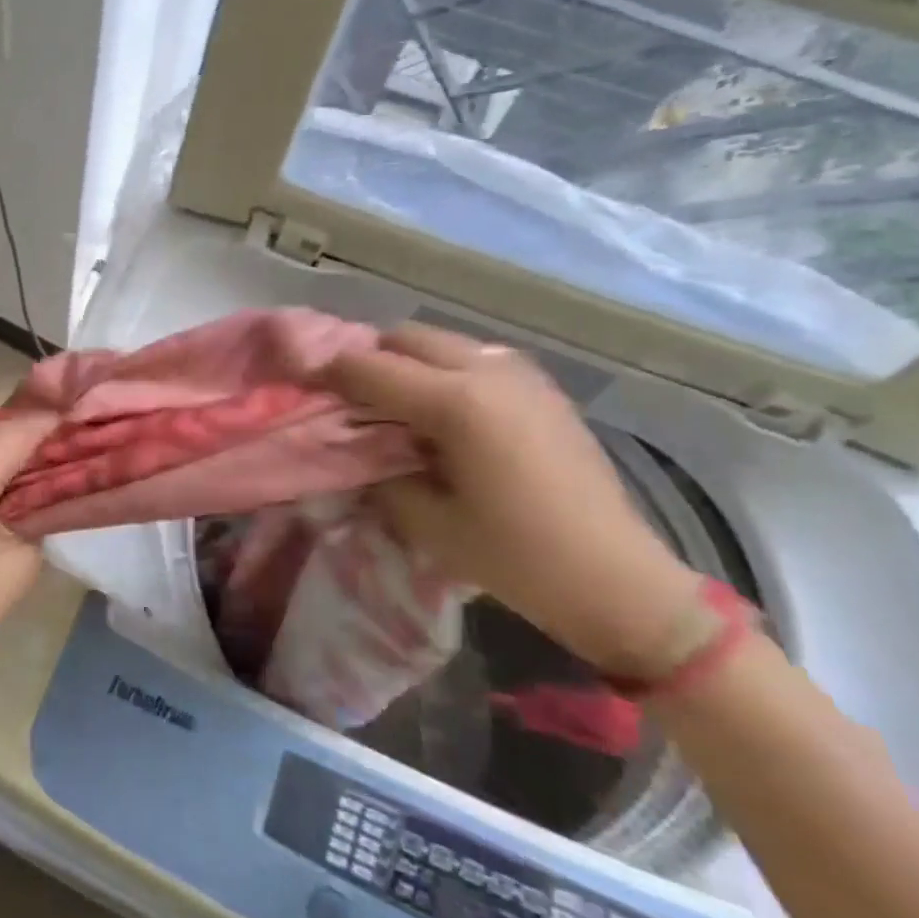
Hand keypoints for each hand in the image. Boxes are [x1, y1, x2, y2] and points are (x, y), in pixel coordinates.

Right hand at [324, 324, 701, 674]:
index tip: (301, 382)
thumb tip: (355, 447)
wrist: (617, 580)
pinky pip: (475, 359)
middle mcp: (489, 371)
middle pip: (406, 337)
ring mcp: (522, 375)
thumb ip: (379, 471)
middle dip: (368, 359)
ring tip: (392, 404)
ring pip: (442, 342)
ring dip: (407, 362)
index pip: (371, 367)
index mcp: (457, 403)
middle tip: (346, 396)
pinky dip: (443, 371)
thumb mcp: (426, 521)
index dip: (328, 371)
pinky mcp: (542, 389)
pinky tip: (441, 414)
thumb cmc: (515, 558)